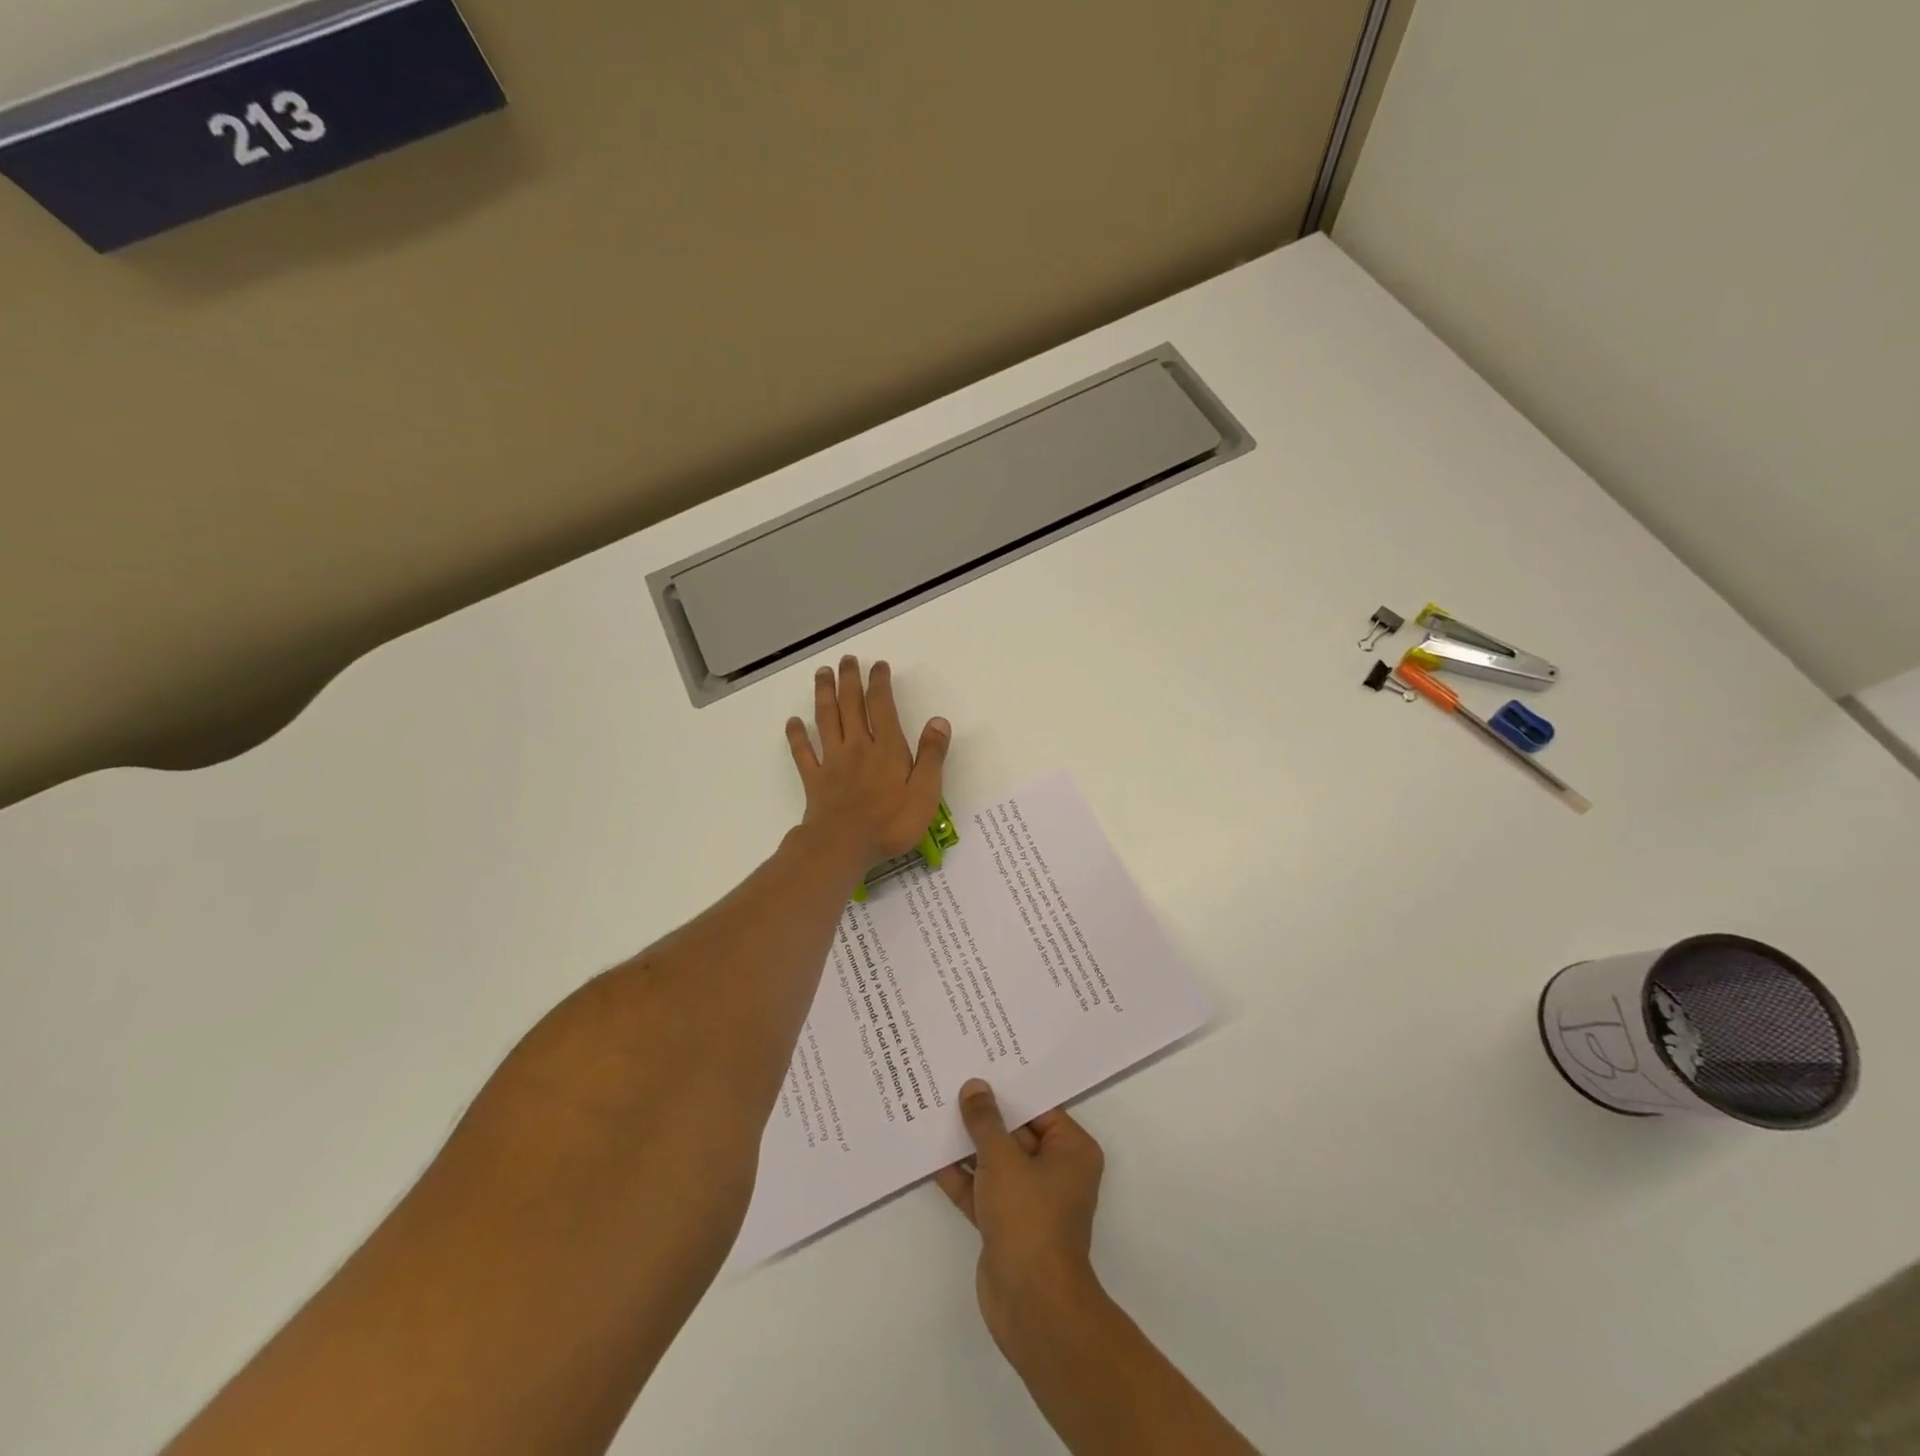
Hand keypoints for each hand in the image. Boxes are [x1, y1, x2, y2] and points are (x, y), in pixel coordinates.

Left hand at [786, 656, 950, 869]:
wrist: (842, 846)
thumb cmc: (890, 823)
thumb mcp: (924, 792)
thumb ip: (931, 755)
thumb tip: (938, 721)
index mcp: (886, 748)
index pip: (882, 706)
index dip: (879, 683)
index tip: (878, 665)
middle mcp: (857, 747)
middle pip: (851, 705)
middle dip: (849, 680)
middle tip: (846, 660)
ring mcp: (832, 762)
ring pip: (826, 720)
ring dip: (823, 694)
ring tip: (822, 673)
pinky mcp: (814, 779)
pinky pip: (803, 752)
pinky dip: (796, 736)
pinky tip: (792, 722)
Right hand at [936, 1079, 1106, 1359]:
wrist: (1031, 1304)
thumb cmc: (1029, 1219)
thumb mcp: (1003, 1159)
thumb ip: (985, 1121)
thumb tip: (975, 1087)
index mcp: (1071, 1150)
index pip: (1038, 1106)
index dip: (1008, 1086)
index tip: (979, 1062)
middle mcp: (1056, 1170)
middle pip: (1016, 1131)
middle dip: (984, 1114)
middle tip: (951, 1080)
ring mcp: (1030, 1199)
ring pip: (996, 1160)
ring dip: (968, 1144)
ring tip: (934, 1109)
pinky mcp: (1006, 1223)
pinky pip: (982, 1189)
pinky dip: (961, 1176)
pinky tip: (930, 1154)